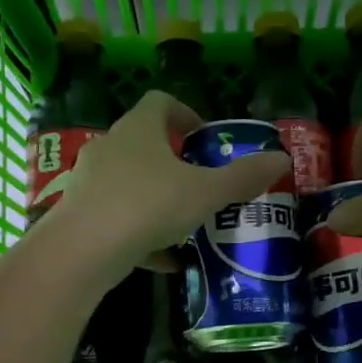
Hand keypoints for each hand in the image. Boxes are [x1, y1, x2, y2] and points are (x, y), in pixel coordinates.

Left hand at [44, 91, 290, 273]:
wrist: (82, 250)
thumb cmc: (148, 206)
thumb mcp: (206, 193)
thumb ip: (243, 177)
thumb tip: (282, 158)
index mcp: (139, 129)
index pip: (160, 102)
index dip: (185, 113)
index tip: (204, 137)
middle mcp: (109, 146)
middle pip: (143, 142)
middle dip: (172, 161)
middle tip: (199, 182)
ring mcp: (89, 180)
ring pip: (129, 182)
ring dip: (156, 197)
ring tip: (184, 223)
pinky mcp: (79, 214)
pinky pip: (116, 216)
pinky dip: (140, 232)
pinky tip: (164, 259)